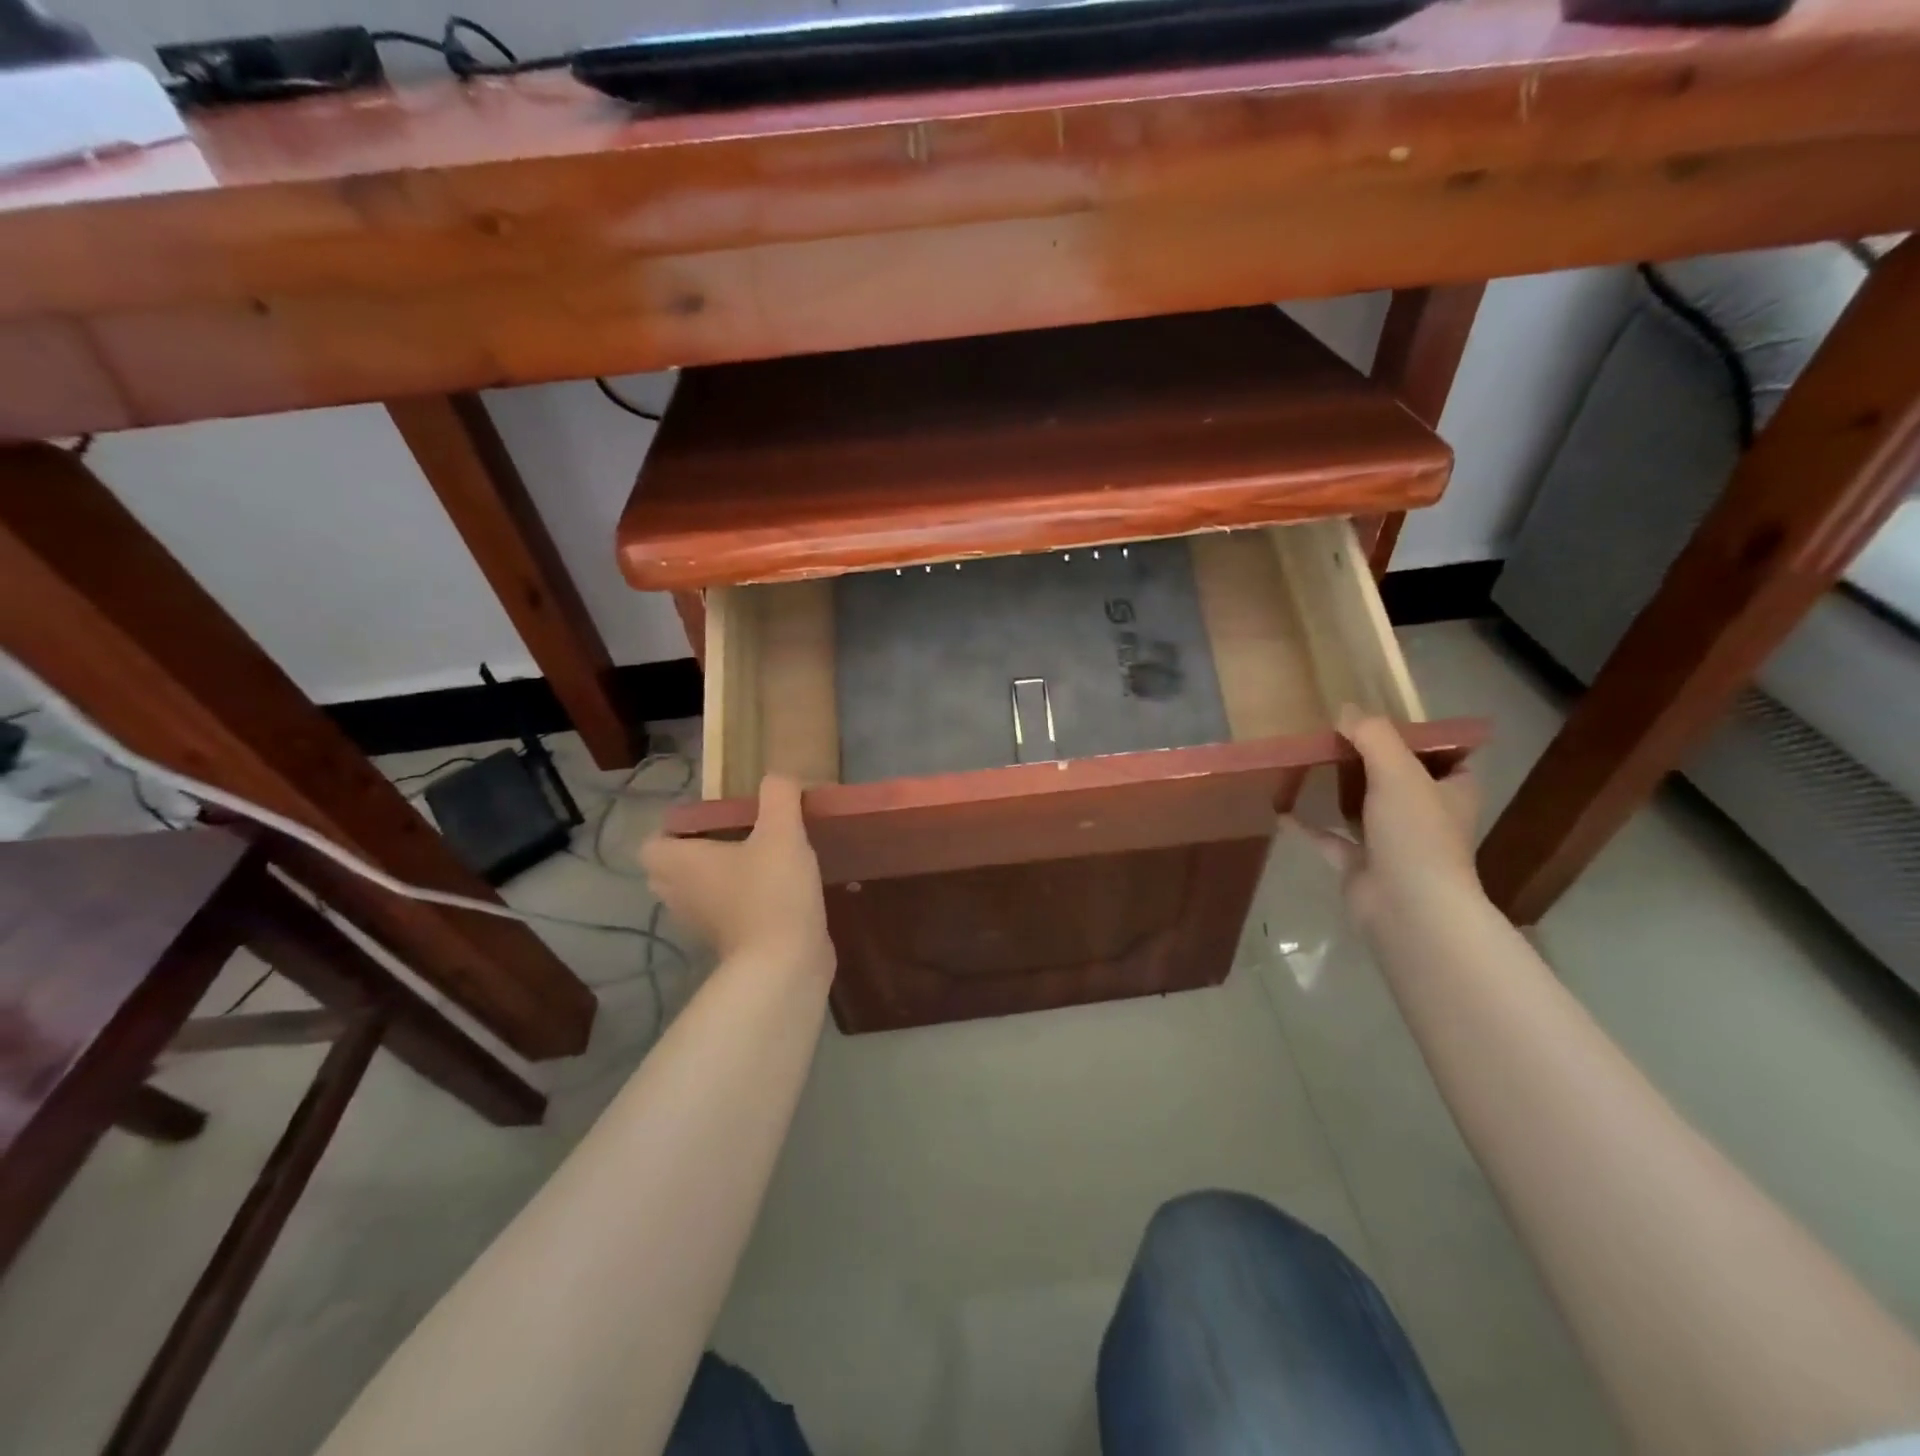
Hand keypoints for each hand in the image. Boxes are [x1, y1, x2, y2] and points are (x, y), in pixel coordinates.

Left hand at [640, 775, 833, 979]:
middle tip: (733, 837)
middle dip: (693, 854)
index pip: (652, 844)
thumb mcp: (782, 831)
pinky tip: (772, 891)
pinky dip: (737, 904)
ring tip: (754, 861)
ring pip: (695, 894)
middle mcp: (679, 896)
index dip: (674, 830)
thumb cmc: (772, 891)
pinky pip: (721, 915)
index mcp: (680, 865)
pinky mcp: (727, 945)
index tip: (711, 820)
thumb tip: (778, 777)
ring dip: (716, 880)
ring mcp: (701, 925)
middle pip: (669, 871)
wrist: (786, 963)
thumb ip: (779, 795)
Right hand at [1292, 707, 1483, 928]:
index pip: (1449, 758)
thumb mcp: (1398, 772)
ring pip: (1366, 809)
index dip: (1423, 739)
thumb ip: (1373, 737)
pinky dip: (1310, 825)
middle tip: (1336, 736)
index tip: (1385, 721)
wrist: (1407, 907)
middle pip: (1401, 780)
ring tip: (1311, 764)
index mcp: (1452, 793)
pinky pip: (1331, 839)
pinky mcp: (1362, 865)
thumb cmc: (1416, 834)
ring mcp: (1394, 844)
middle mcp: (1427, 817)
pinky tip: (1283, 810)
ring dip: (1342, 791)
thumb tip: (1345, 711)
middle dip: (1373, 761)